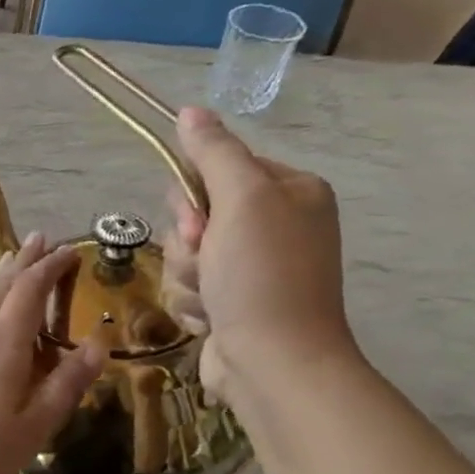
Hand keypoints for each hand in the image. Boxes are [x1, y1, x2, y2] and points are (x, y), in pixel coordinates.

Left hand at [0, 232, 104, 473]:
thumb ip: (65, 385)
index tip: (70, 249)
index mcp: (5, 348)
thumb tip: (98, 345)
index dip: (50, 268)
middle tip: (40, 240)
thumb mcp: (33, 427)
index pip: (32, 293)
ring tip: (6, 265)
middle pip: (1, 290)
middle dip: (23, 263)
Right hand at [163, 108, 357, 405]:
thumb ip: (214, 152)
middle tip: (208, 260)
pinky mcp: (231, 305)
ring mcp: (252, 270)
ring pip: (185, 255)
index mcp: (289, 193)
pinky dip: (193, 304)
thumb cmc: (262, 276)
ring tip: (212, 299)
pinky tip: (212, 320)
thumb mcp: (241, 200)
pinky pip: (188, 289)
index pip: (219, 170)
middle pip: (195, 214)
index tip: (199, 221)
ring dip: (187, 277)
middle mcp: (274, 227)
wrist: (273, 363)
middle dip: (189, 243)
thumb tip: (188, 110)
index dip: (196, 196)